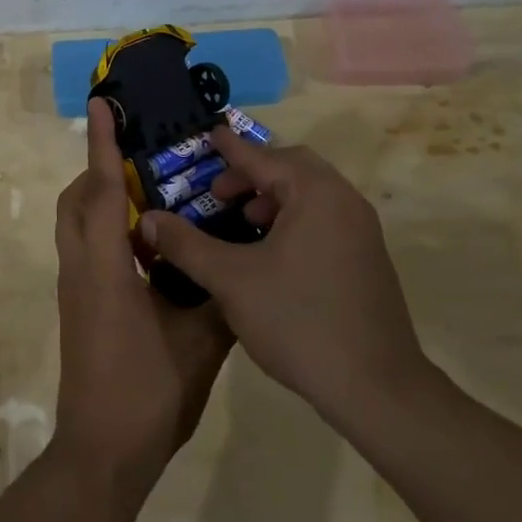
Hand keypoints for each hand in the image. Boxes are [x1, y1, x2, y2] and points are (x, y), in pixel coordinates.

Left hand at [52, 101, 232, 490]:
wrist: (103, 452)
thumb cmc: (149, 394)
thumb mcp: (199, 343)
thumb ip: (216, 295)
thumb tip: (237, 263)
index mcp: (105, 269)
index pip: (102, 192)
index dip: (103, 146)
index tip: (101, 107)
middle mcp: (81, 269)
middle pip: (78, 202)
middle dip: (101, 170)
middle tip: (143, 159)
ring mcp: (75, 289)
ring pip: (78, 225)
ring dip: (103, 201)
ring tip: (151, 196)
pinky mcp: (79, 307)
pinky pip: (87, 250)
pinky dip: (109, 231)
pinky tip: (150, 248)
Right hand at [139, 128, 433, 427]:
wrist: (374, 386)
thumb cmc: (298, 320)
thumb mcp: (230, 279)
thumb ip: (186, 244)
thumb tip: (147, 218)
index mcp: (316, 194)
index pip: (264, 157)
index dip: (230, 148)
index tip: (208, 134)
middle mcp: (344, 202)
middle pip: (292, 169)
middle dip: (251, 175)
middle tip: (218, 192)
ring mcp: (361, 232)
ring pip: (310, 196)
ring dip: (272, 198)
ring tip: (240, 223)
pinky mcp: (366, 260)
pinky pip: (323, 220)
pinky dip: (292, 220)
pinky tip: (268, 253)